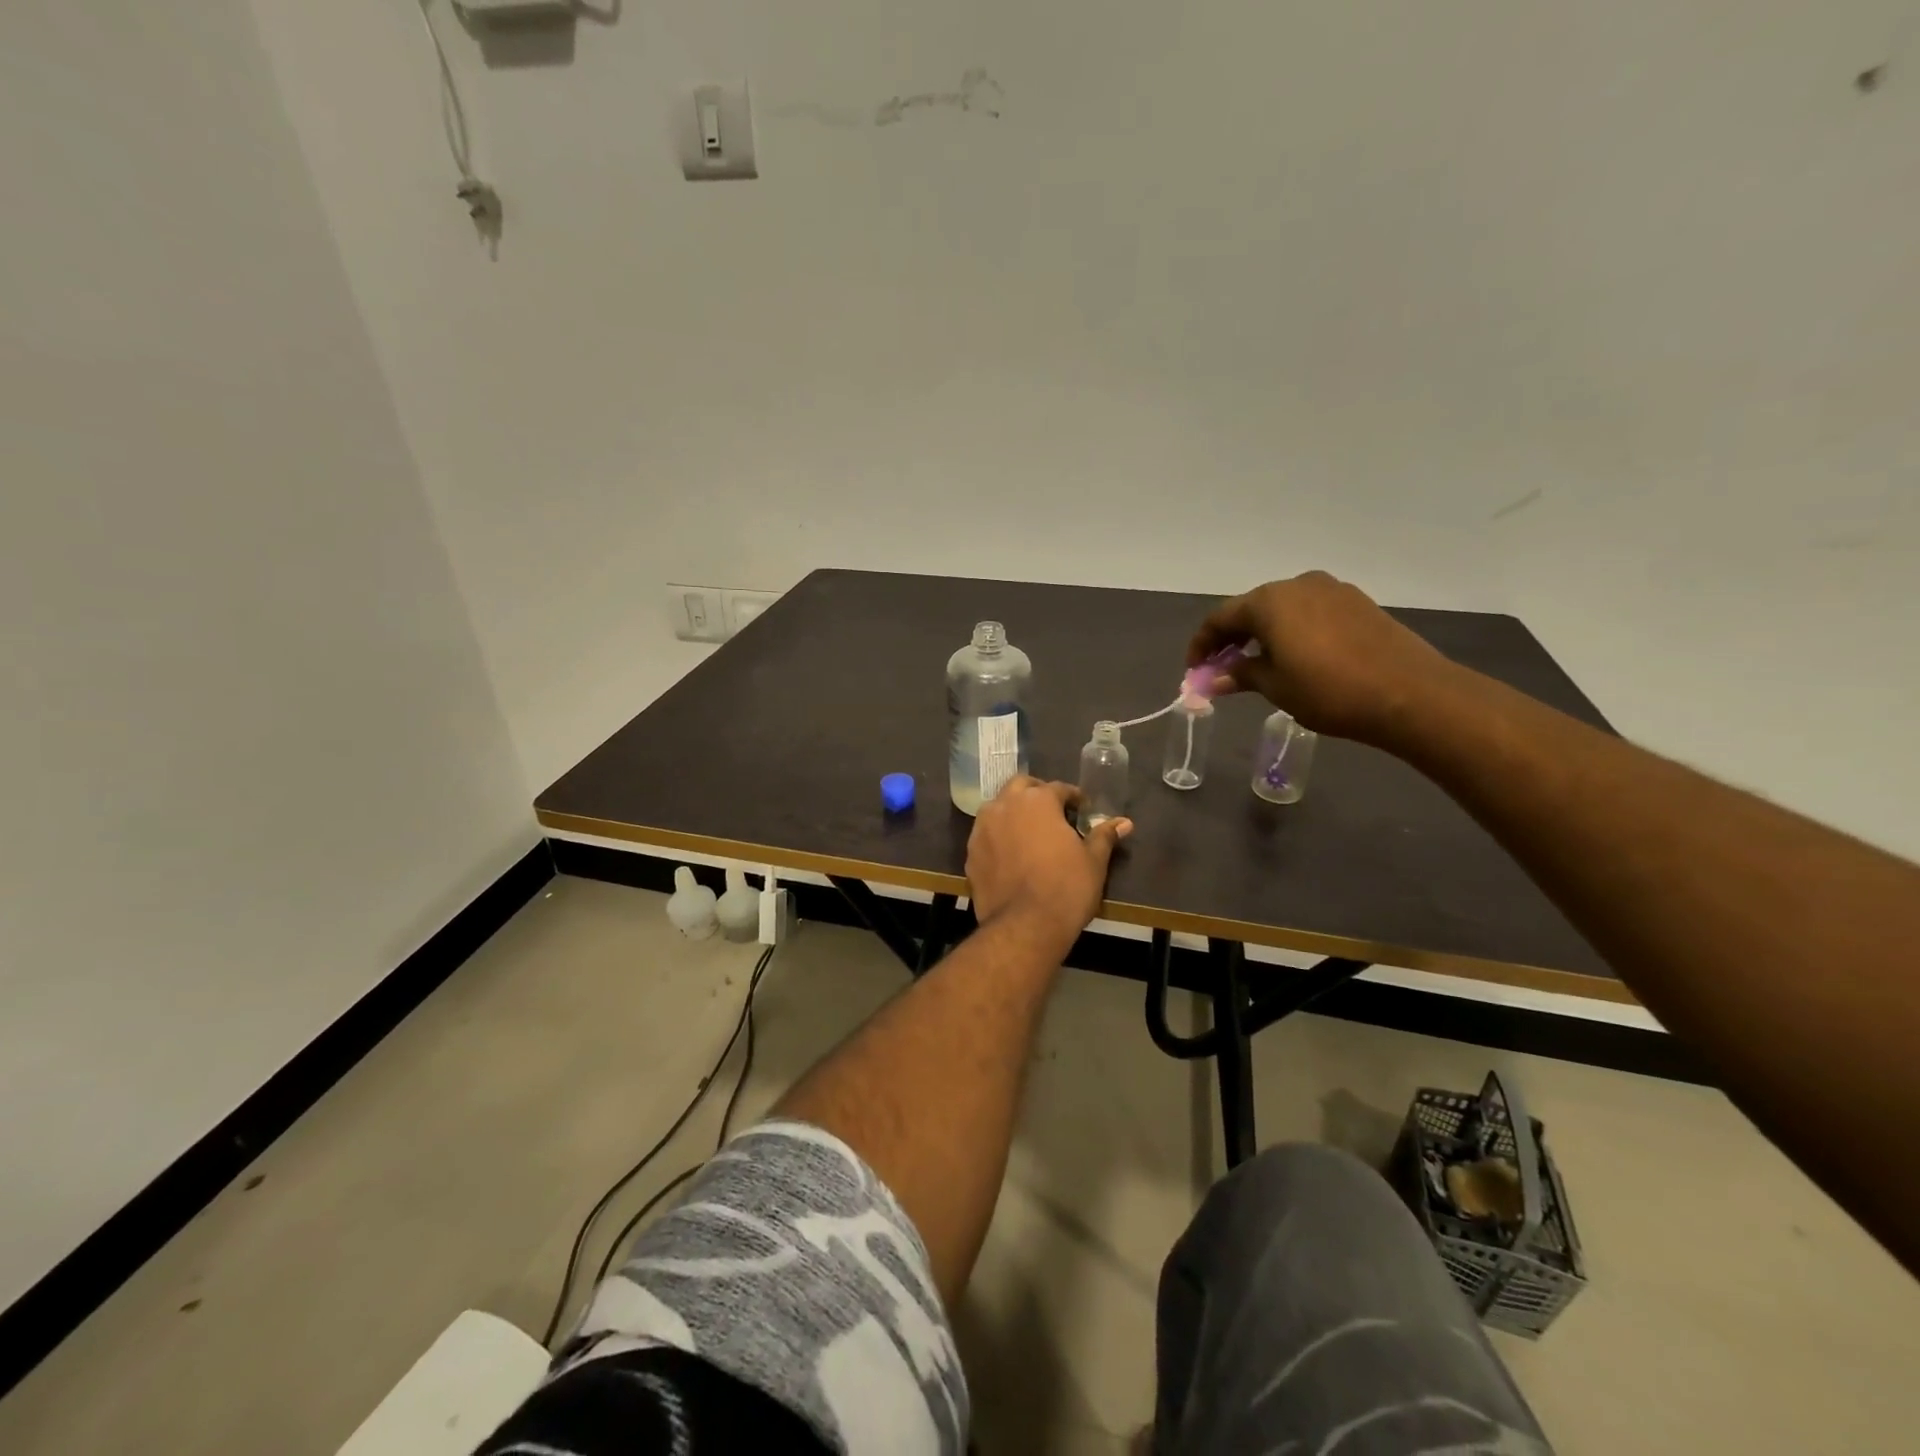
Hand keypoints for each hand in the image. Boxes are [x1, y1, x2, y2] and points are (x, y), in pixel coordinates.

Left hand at [965, 777, 1130, 955]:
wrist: (1024, 927)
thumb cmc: (1066, 888)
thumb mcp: (1094, 862)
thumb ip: (1104, 836)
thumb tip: (1124, 822)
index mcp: (1037, 801)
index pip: (1058, 788)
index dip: (1073, 798)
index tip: (1082, 810)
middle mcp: (1005, 805)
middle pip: (1021, 787)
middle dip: (1037, 793)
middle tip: (1054, 813)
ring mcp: (983, 828)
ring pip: (998, 807)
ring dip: (1014, 811)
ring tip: (1030, 831)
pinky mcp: (970, 853)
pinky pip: (986, 834)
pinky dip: (999, 836)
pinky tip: (1011, 854)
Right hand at [1185, 570, 1454, 743]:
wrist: (1410, 694)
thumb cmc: (1329, 691)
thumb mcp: (1275, 687)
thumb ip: (1240, 674)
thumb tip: (1214, 678)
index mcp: (1270, 601)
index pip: (1220, 618)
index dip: (1202, 645)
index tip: (1195, 670)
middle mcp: (1298, 585)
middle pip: (1251, 609)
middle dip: (1232, 638)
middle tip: (1223, 668)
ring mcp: (1332, 590)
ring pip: (1283, 609)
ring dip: (1263, 634)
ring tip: (1258, 665)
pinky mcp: (1358, 603)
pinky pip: (1310, 612)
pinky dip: (1292, 631)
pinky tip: (1295, 657)